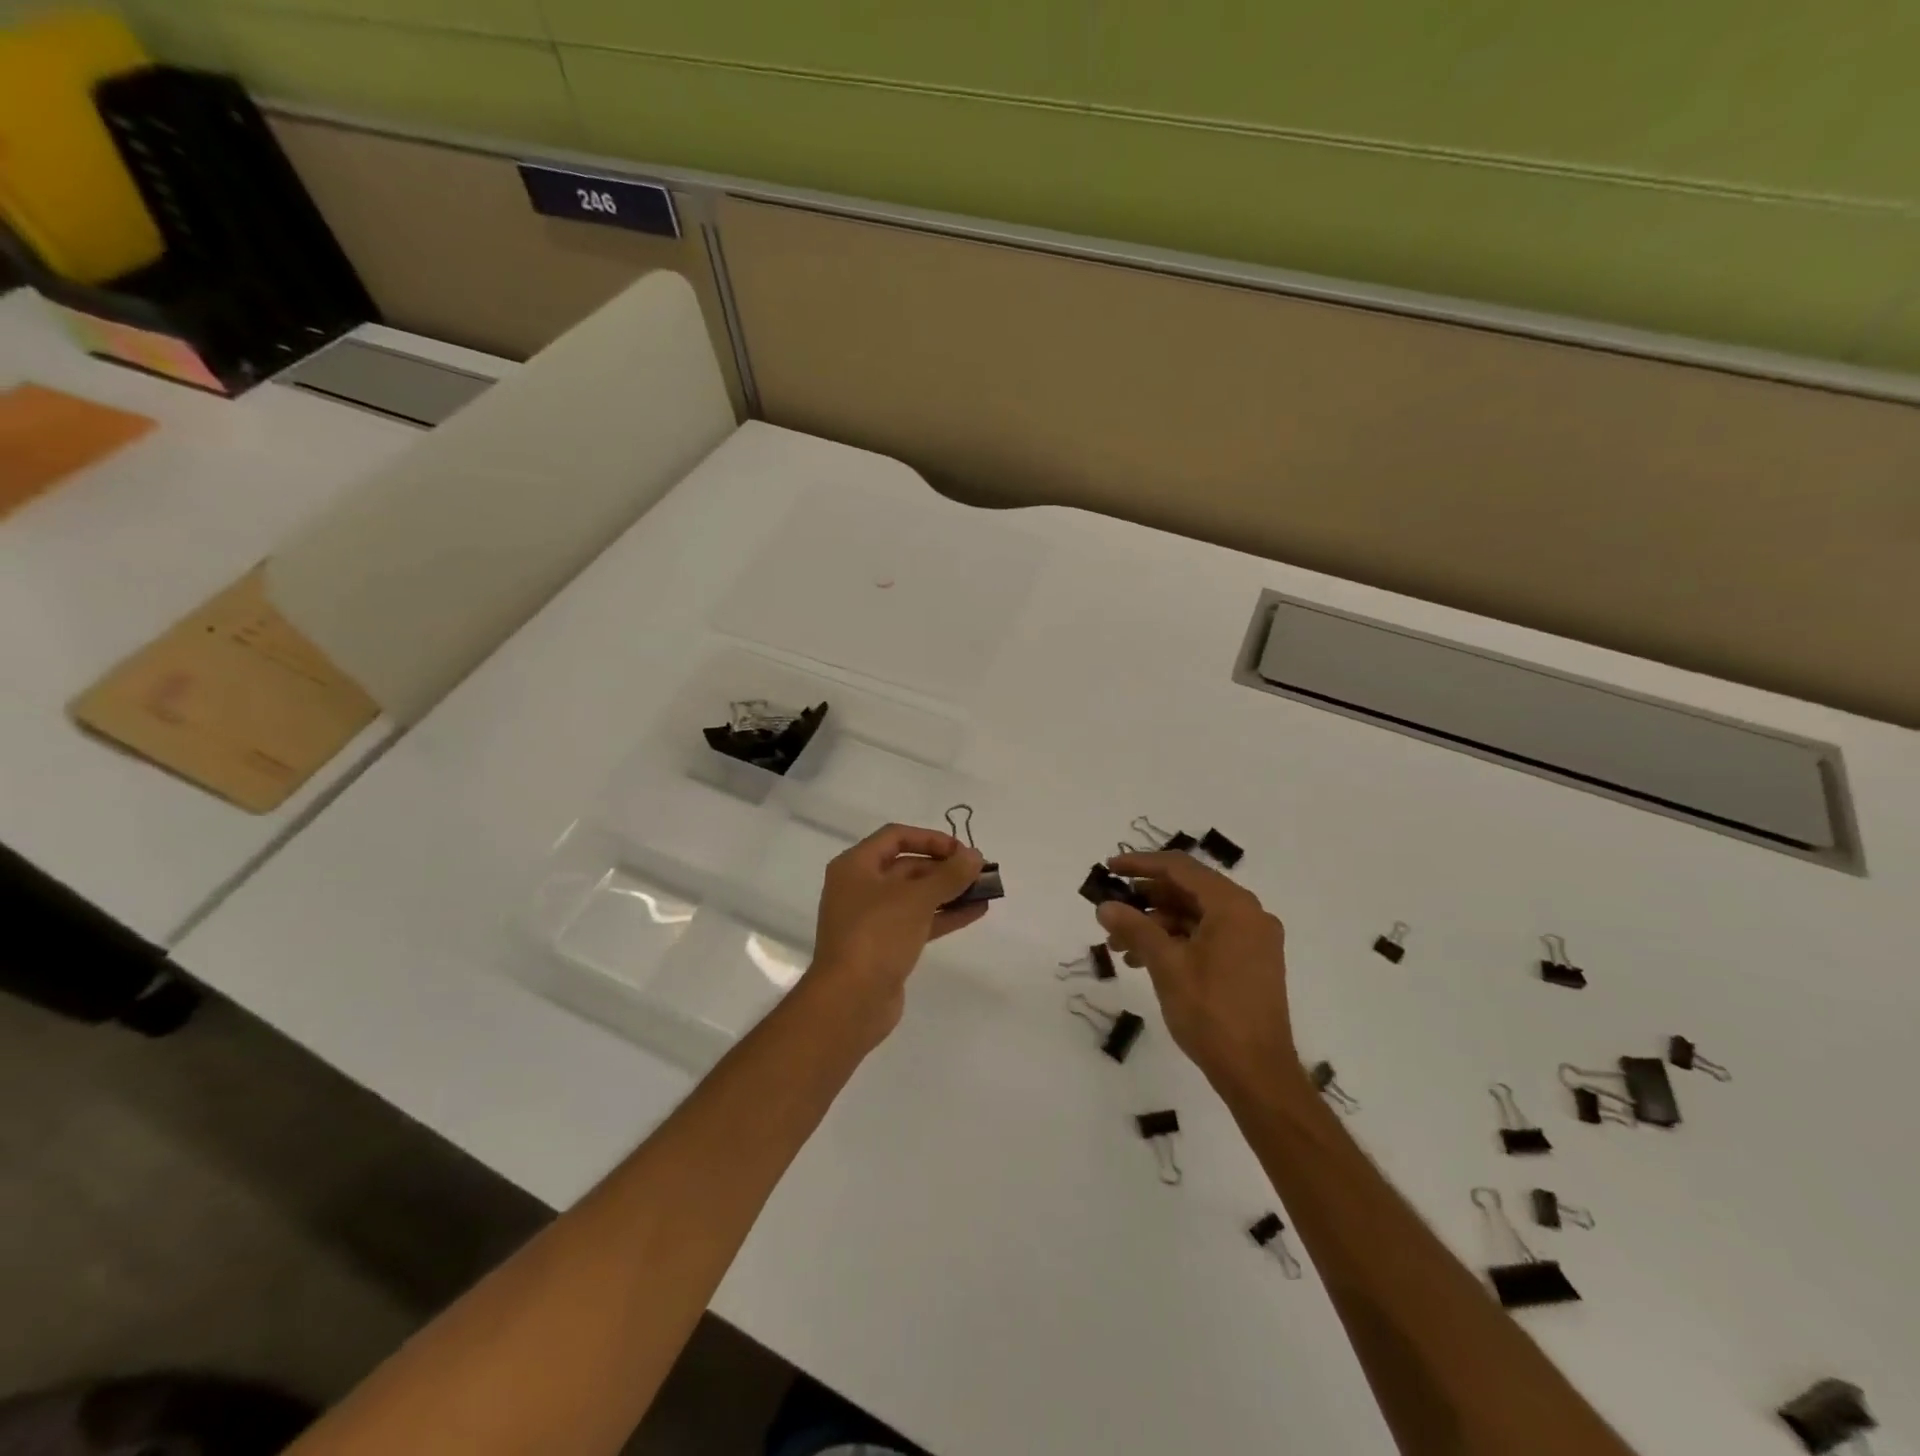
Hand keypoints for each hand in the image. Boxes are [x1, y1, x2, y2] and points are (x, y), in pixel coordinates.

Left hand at [807, 823, 987, 1045]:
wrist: (850, 1001)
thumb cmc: (877, 935)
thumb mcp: (916, 899)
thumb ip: (949, 875)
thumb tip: (975, 856)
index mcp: (855, 866)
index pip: (896, 837)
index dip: (931, 838)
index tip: (962, 851)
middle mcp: (860, 887)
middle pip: (907, 866)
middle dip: (945, 868)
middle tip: (979, 872)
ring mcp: (872, 919)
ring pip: (916, 896)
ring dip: (949, 891)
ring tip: (986, 891)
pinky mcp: (885, 946)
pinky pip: (918, 921)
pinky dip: (944, 915)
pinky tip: (976, 912)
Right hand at [1096, 851, 1296, 1097]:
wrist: (1258, 1074)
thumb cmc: (1211, 1013)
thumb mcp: (1166, 965)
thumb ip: (1134, 928)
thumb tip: (1105, 906)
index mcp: (1233, 906)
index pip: (1180, 868)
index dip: (1140, 864)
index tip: (1109, 869)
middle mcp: (1248, 914)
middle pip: (1188, 890)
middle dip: (1145, 900)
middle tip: (1111, 911)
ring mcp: (1253, 939)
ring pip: (1195, 916)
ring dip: (1157, 924)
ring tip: (1119, 946)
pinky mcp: (1251, 962)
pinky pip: (1207, 936)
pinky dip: (1176, 941)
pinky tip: (1145, 960)